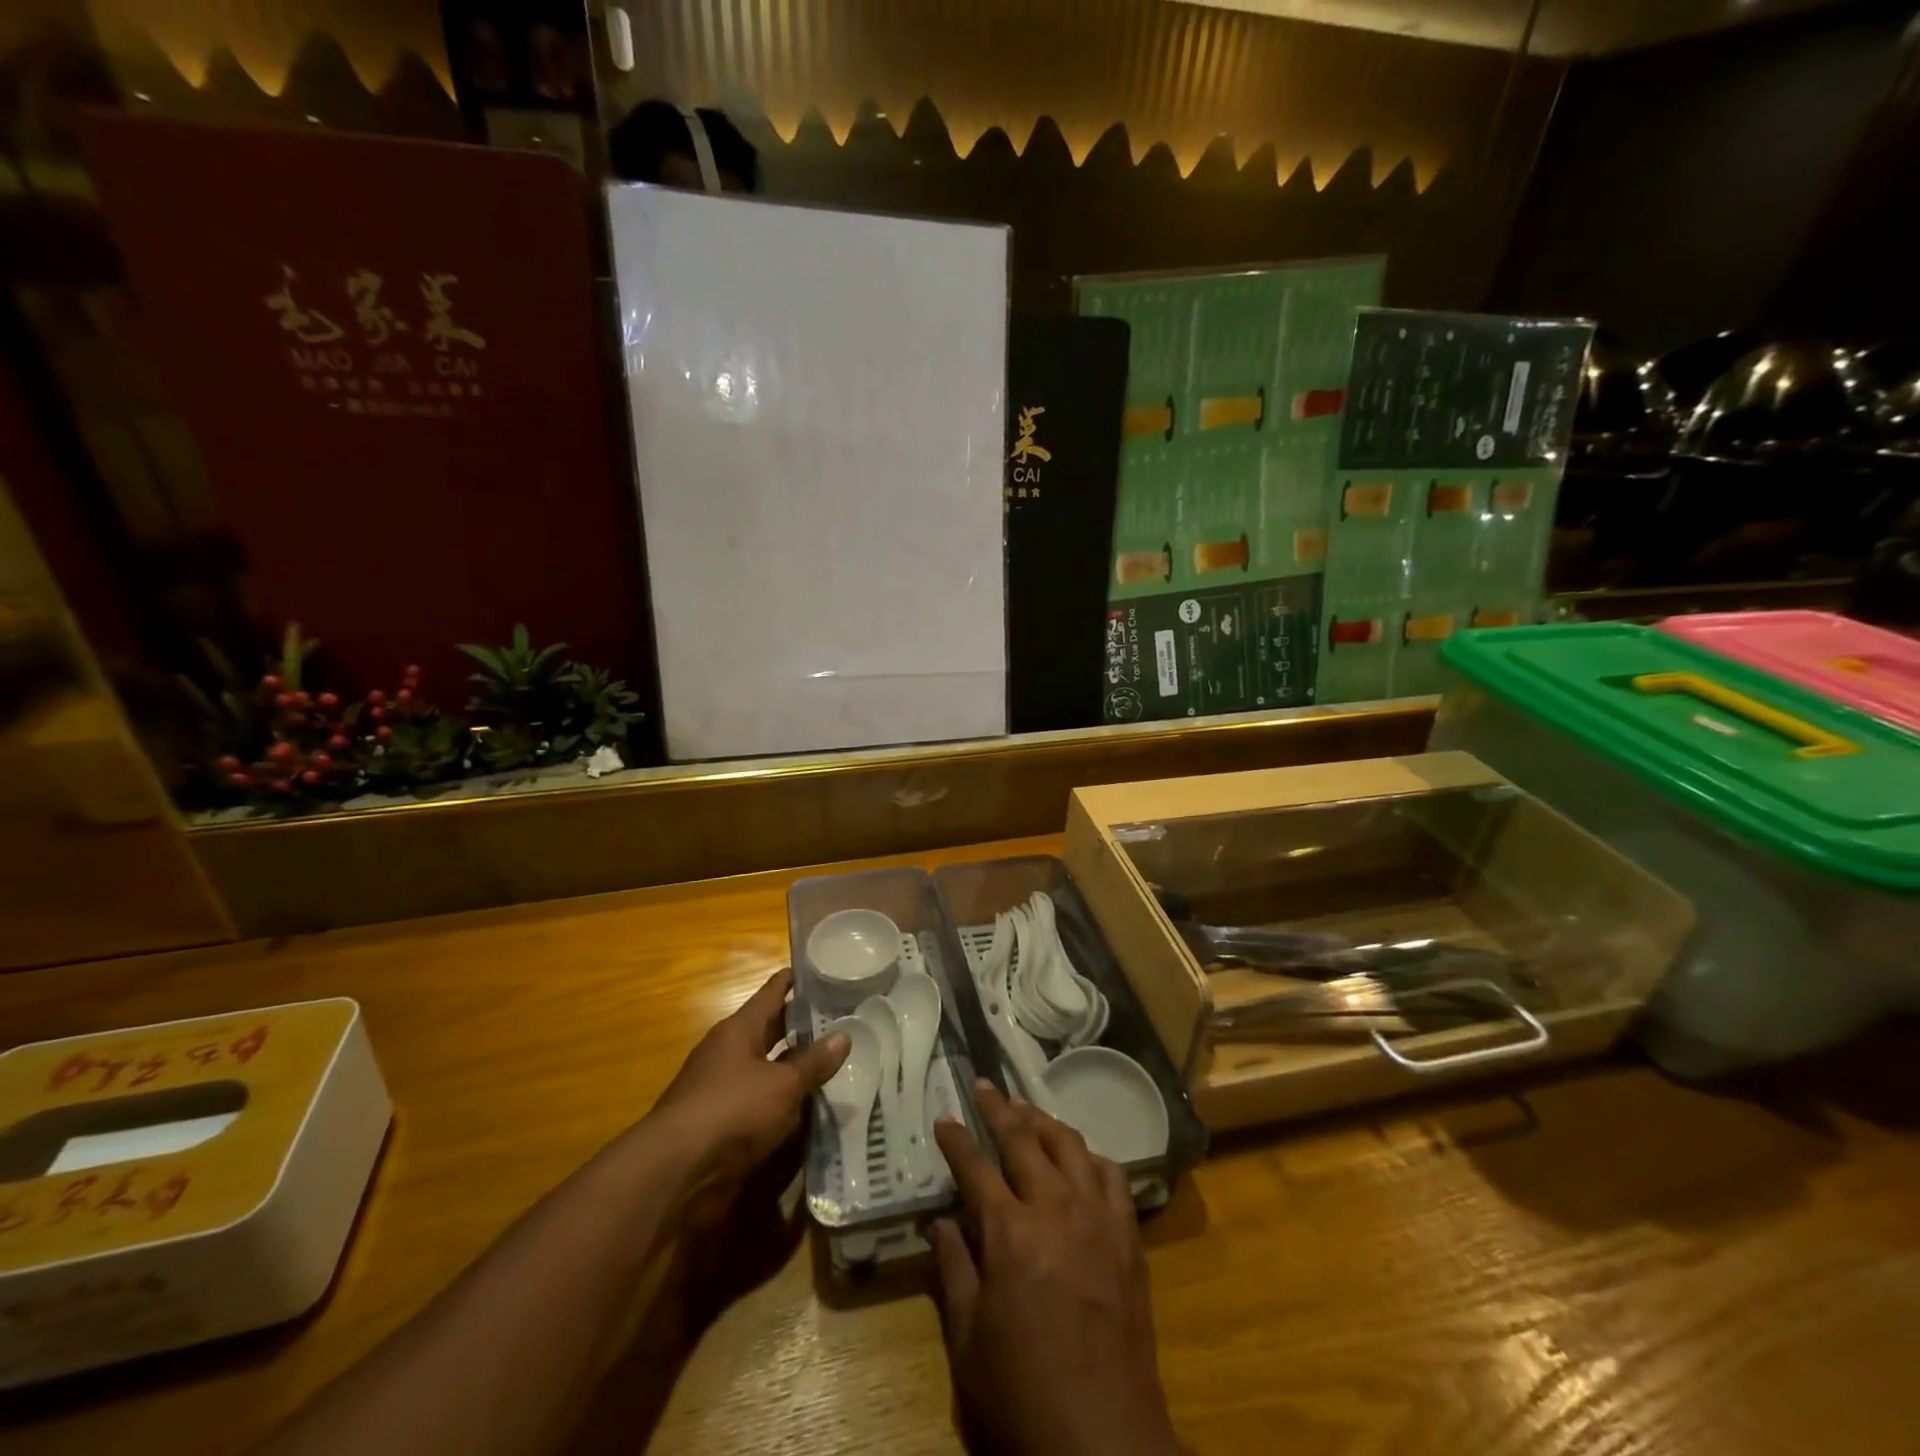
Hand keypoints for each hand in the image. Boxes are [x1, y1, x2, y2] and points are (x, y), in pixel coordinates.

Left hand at [647, 968, 847, 1229]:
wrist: (676, 1173)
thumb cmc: (732, 1110)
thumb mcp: (783, 1084)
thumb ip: (813, 1062)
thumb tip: (844, 1036)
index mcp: (740, 1029)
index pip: (773, 992)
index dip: (797, 980)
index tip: (825, 970)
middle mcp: (729, 1052)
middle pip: (771, 1030)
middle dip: (803, 1027)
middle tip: (843, 1020)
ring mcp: (723, 1088)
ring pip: (768, 1069)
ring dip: (796, 1069)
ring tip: (837, 1064)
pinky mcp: (722, 1124)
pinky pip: (761, 1104)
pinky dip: (784, 1104)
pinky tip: (812, 1110)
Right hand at [931, 1083, 1181, 1455]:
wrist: (1105, 1439)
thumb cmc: (1024, 1392)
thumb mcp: (969, 1340)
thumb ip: (953, 1270)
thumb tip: (941, 1221)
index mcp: (1010, 1232)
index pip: (976, 1167)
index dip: (956, 1140)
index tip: (944, 1118)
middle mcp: (1055, 1208)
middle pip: (1024, 1138)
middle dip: (999, 1108)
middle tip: (983, 1085)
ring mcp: (1097, 1216)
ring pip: (1070, 1145)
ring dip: (1044, 1120)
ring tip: (1026, 1110)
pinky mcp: (1128, 1234)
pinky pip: (1110, 1174)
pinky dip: (1089, 1156)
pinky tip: (1079, 1157)